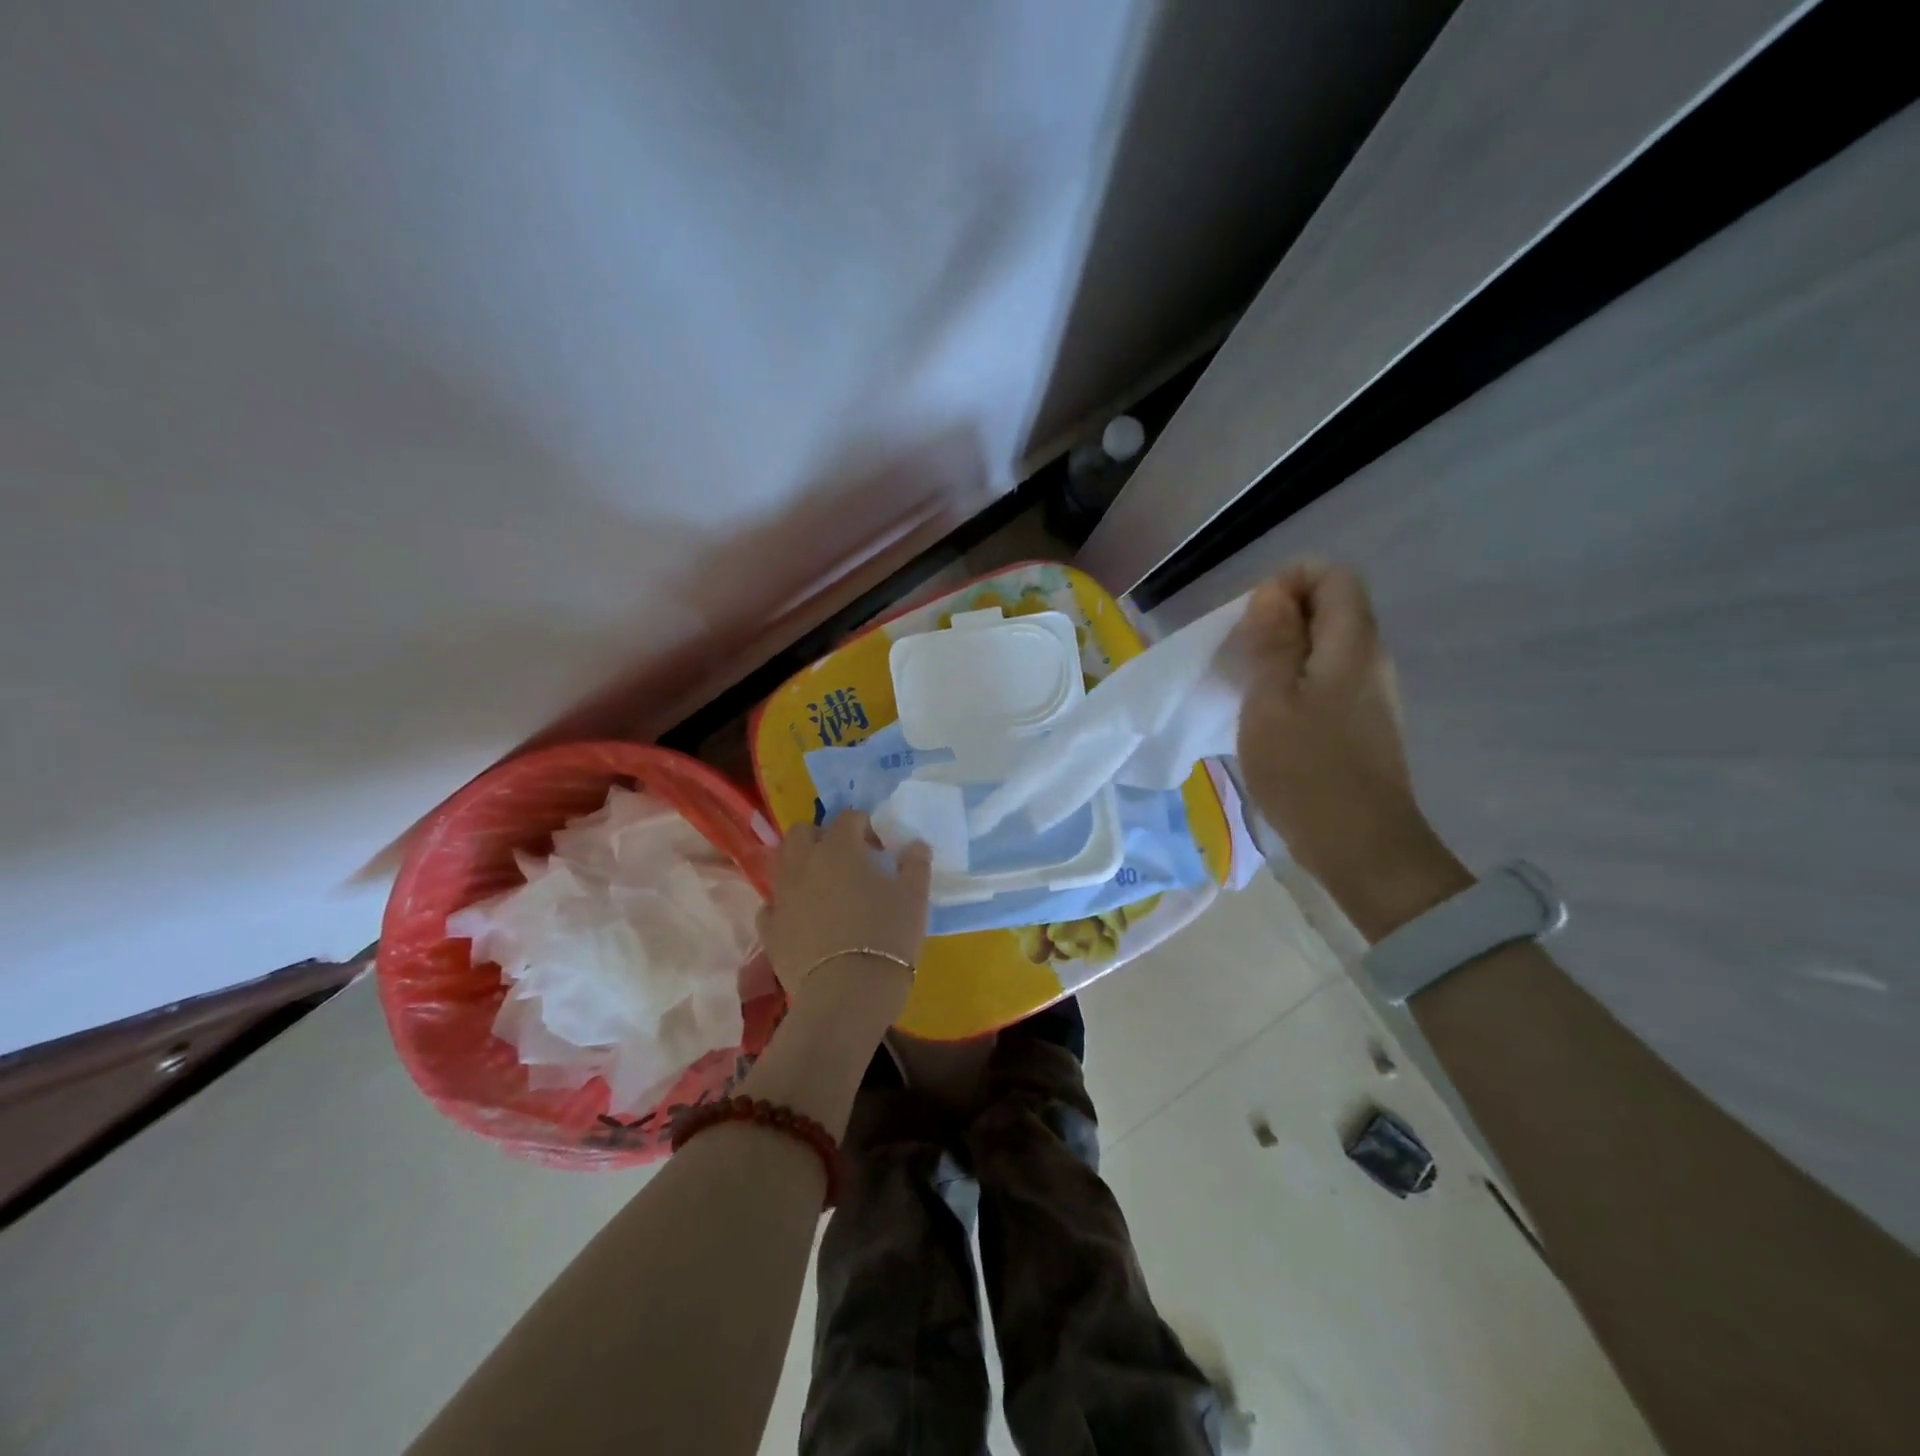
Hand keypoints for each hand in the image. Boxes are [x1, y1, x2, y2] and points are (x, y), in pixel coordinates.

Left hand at [757, 811, 931, 1037]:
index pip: (849, 818)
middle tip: (845, 859)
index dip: (866, 827)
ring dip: (800, 865)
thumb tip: (915, 845)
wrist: (847, 994)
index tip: (881, 848)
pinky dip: (786, 905)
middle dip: (821, 836)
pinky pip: (772, 906)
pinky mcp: (769, 930)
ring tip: (823, 886)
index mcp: (839, 848)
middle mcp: (803, 863)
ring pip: (781, 863)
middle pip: (802, 832)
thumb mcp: (915, 898)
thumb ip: (915, 865)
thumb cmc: (887, 937)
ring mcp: (782, 896)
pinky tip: (803, 919)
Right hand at [1234, 561, 1470, 939]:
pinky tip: (1269, 716)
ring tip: (1247, 686)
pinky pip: (1328, 679)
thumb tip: (1273, 593)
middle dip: (1280, 618)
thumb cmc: (1307, 771)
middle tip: (1240, 655)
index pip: (1333, 575)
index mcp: (1352, 644)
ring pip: (1326, 646)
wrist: (1361, 846)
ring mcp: (1370, 693)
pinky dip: (1295, 682)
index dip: (1289, 582)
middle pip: (1330, 608)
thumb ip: (1272, 642)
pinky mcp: (1363, 723)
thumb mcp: (1270, 701)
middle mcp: (1370, 658)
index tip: (1252, 621)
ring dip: (1284, 653)